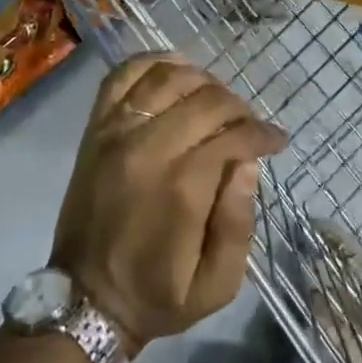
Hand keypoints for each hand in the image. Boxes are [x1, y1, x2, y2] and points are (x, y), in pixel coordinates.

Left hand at [51, 54, 285, 351]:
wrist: (85, 299)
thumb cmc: (157, 294)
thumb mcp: (217, 286)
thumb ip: (238, 224)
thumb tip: (248, 164)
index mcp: (181, 188)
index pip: (233, 135)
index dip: (262, 132)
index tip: (276, 141)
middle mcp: (147, 148)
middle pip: (206, 100)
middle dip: (239, 107)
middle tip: (250, 125)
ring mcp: (116, 132)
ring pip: (168, 77)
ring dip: (202, 80)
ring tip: (216, 101)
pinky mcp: (96, 128)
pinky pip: (122, 76)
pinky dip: (152, 63)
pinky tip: (175, 71)